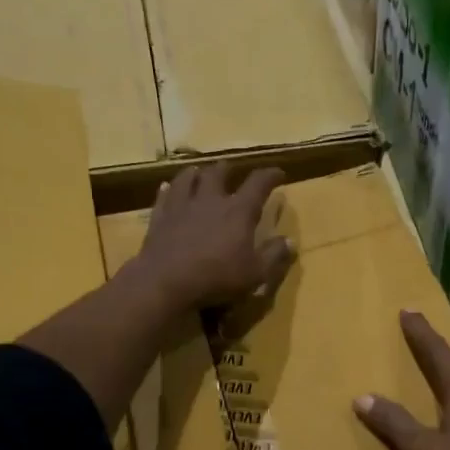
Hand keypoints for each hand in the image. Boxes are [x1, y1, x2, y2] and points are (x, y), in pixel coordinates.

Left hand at [132, 163, 294, 311]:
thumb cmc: (216, 277)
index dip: (270, 175)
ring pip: (188, 178)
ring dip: (196, 173)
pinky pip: (164, 196)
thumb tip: (289, 241)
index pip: (258, 184)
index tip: (278, 173)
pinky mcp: (160, 217)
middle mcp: (210, 200)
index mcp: (238, 211)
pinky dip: (168, 190)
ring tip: (198, 172)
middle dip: (228, 169)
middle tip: (231, 168)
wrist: (165, 281)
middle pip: (219, 173)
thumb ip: (274, 256)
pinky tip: (167, 188)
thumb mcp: (255, 273)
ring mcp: (182, 206)